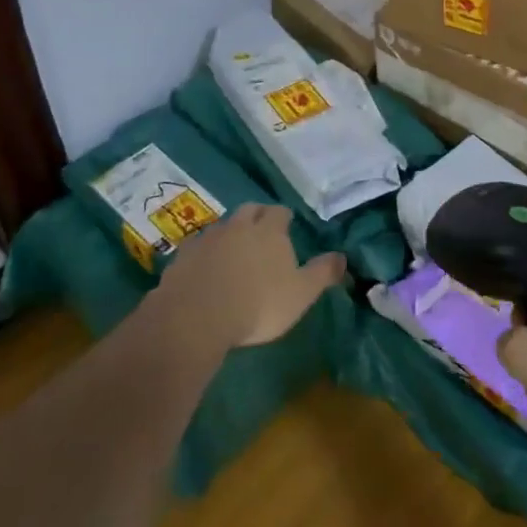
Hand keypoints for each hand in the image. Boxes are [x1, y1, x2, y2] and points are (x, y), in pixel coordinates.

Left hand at [160, 203, 345, 349]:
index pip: (279, 212)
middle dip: (256, 217)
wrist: (197, 316)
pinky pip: (197, 246)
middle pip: (249, 210)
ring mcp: (208, 238)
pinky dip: (204, 253)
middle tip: (261, 232)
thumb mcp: (301, 294)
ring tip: (233, 252)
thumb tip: (343, 256)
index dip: (284, 218)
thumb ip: (322, 273)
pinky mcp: (183, 255)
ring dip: (230, 234)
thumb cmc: (258, 304)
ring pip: (222, 226)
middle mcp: (238, 225)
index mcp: (269, 230)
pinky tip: (205, 268)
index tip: (287, 225)